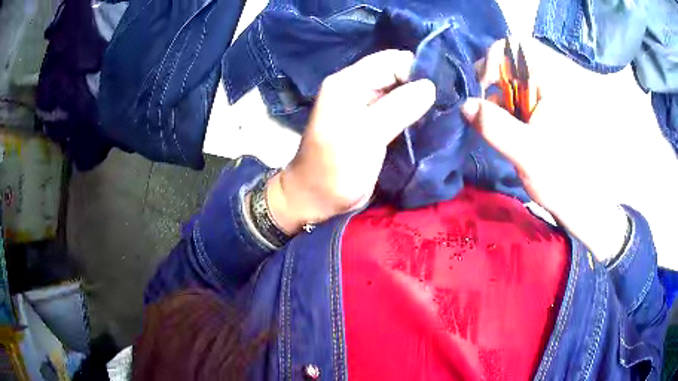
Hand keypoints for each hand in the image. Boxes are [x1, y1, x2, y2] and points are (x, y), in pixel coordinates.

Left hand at [267, 50, 435, 233]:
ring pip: (399, 90)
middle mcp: (355, 87)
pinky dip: (413, 112)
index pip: (390, 60)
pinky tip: (427, 120)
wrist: (317, 198)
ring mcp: (364, 105)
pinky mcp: (372, 122)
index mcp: (348, 83)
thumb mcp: (366, 136)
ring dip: (418, 99)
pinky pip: (398, 107)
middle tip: (444, 103)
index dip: (415, 71)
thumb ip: (398, 108)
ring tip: (439, 112)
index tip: (439, 92)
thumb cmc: (335, 169)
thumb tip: (430, 86)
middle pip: (395, 73)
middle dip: (420, 84)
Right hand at [462, 39, 633, 259]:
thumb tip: (464, 105)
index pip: (513, 47)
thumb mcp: (527, 155)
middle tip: (485, 112)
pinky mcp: (548, 108)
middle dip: (492, 85)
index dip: (491, 61)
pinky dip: (509, 109)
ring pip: (514, 81)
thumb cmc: (563, 179)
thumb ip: (496, 128)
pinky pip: (521, 96)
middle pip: (511, 63)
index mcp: (551, 83)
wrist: (585, 202)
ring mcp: (550, 95)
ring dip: (499, 100)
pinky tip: (510, 130)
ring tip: (499, 127)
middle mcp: (551, 81)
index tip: (483, 90)